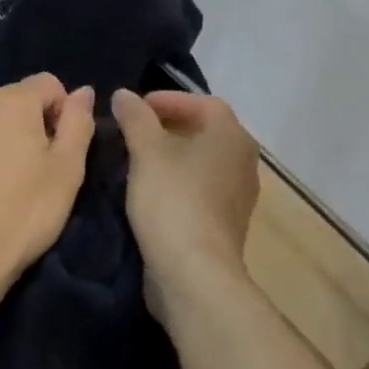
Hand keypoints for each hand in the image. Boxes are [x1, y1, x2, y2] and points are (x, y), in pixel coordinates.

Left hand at [0, 74, 95, 307]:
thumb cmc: (26, 211)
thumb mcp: (68, 167)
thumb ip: (78, 121)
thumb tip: (83, 91)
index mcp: (10, 101)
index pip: (51, 83)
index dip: (66, 112)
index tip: (68, 150)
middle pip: (22, 103)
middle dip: (41, 127)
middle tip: (49, 173)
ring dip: (15, 145)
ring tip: (21, 187)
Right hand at [112, 89, 259, 307]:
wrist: (195, 274)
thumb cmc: (173, 201)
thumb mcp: (146, 152)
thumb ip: (135, 117)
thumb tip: (124, 95)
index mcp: (231, 136)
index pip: (203, 103)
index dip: (169, 99)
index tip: (136, 108)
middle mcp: (243, 161)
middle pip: (206, 131)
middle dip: (170, 127)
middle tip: (134, 131)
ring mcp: (239, 196)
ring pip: (204, 162)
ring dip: (173, 156)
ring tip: (138, 160)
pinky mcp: (227, 224)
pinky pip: (202, 190)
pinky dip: (179, 182)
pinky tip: (152, 192)